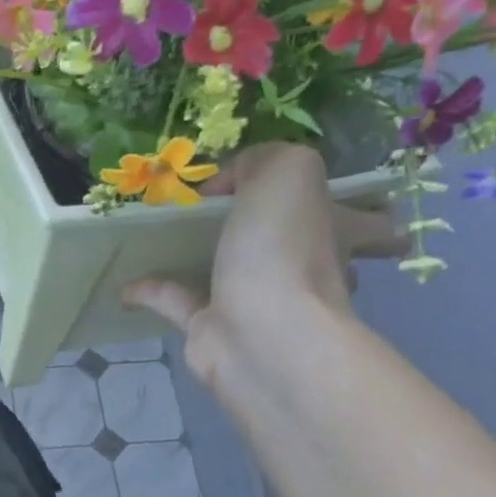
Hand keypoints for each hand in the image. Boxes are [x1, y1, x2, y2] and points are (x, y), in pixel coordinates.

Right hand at [126, 143, 406, 391]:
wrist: (260, 335)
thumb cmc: (285, 250)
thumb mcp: (286, 172)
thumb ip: (259, 160)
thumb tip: (225, 183)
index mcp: (336, 232)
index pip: (370, 224)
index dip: (363, 213)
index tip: (337, 204)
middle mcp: (305, 270)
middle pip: (306, 253)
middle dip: (284, 238)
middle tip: (238, 219)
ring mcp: (258, 303)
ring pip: (236, 275)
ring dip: (207, 259)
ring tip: (168, 238)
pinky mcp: (212, 329)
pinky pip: (178, 302)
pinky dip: (152, 290)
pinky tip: (125, 281)